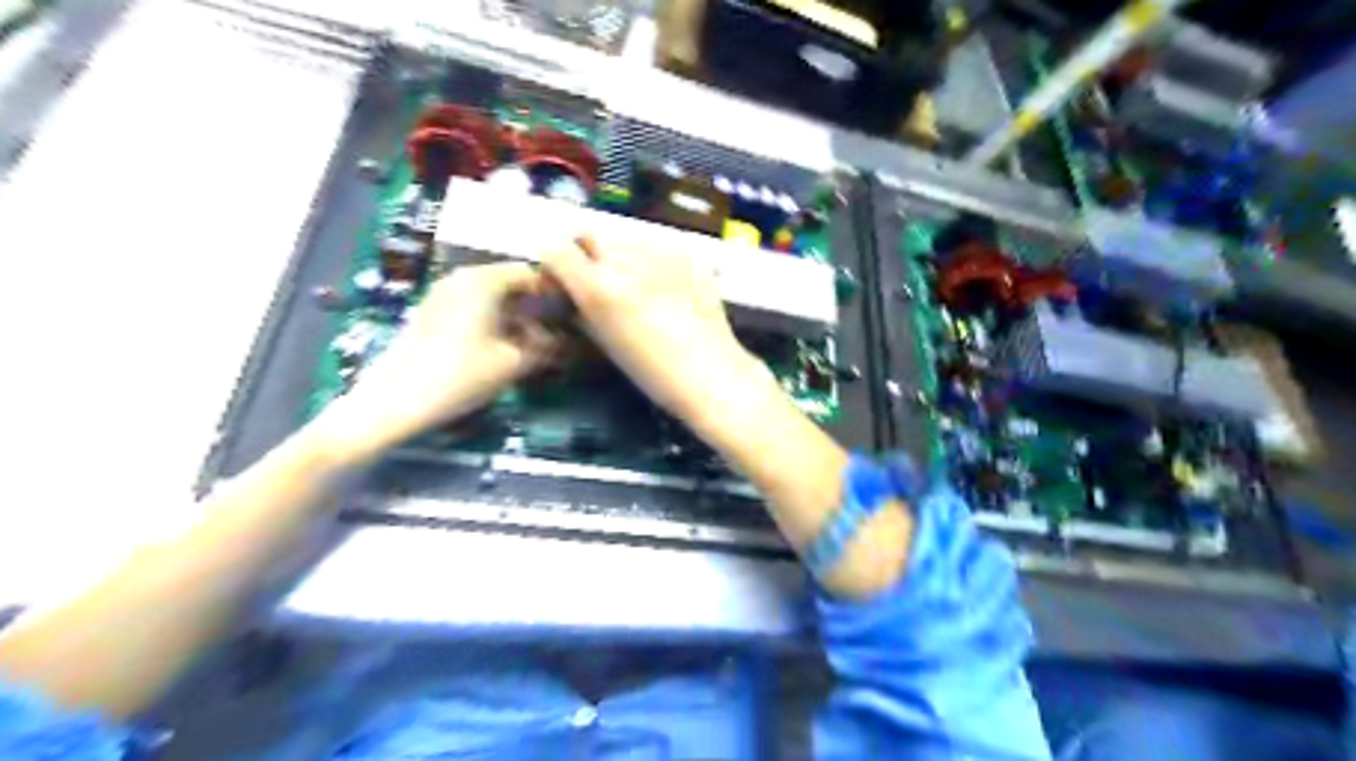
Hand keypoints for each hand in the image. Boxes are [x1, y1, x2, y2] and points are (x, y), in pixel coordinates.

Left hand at [326, 263, 555, 452]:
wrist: (393, 401)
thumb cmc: (460, 376)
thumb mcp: (513, 364)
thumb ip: (546, 348)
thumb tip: (570, 342)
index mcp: (483, 280)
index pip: (530, 273)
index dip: (556, 292)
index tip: (574, 314)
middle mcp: (461, 278)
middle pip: (510, 283)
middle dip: (537, 307)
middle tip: (560, 332)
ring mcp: (442, 295)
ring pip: (491, 297)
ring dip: (516, 317)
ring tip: (536, 344)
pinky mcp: (431, 314)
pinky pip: (473, 308)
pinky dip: (494, 322)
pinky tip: (505, 348)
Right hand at [541, 234, 773, 429]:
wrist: (711, 373)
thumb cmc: (652, 372)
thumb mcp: (604, 343)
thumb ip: (580, 312)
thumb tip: (569, 296)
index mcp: (599, 286)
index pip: (556, 251)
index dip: (554, 267)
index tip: (562, 283)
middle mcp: (626, 259)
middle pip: (590, 233)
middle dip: (586, 252)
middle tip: (597, 279)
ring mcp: (661, 251)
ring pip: (625, 237)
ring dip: (620, 254)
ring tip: (635, 284)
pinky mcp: (688, 254)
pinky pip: (658, 246)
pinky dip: (651, 260)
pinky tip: (664, 287)